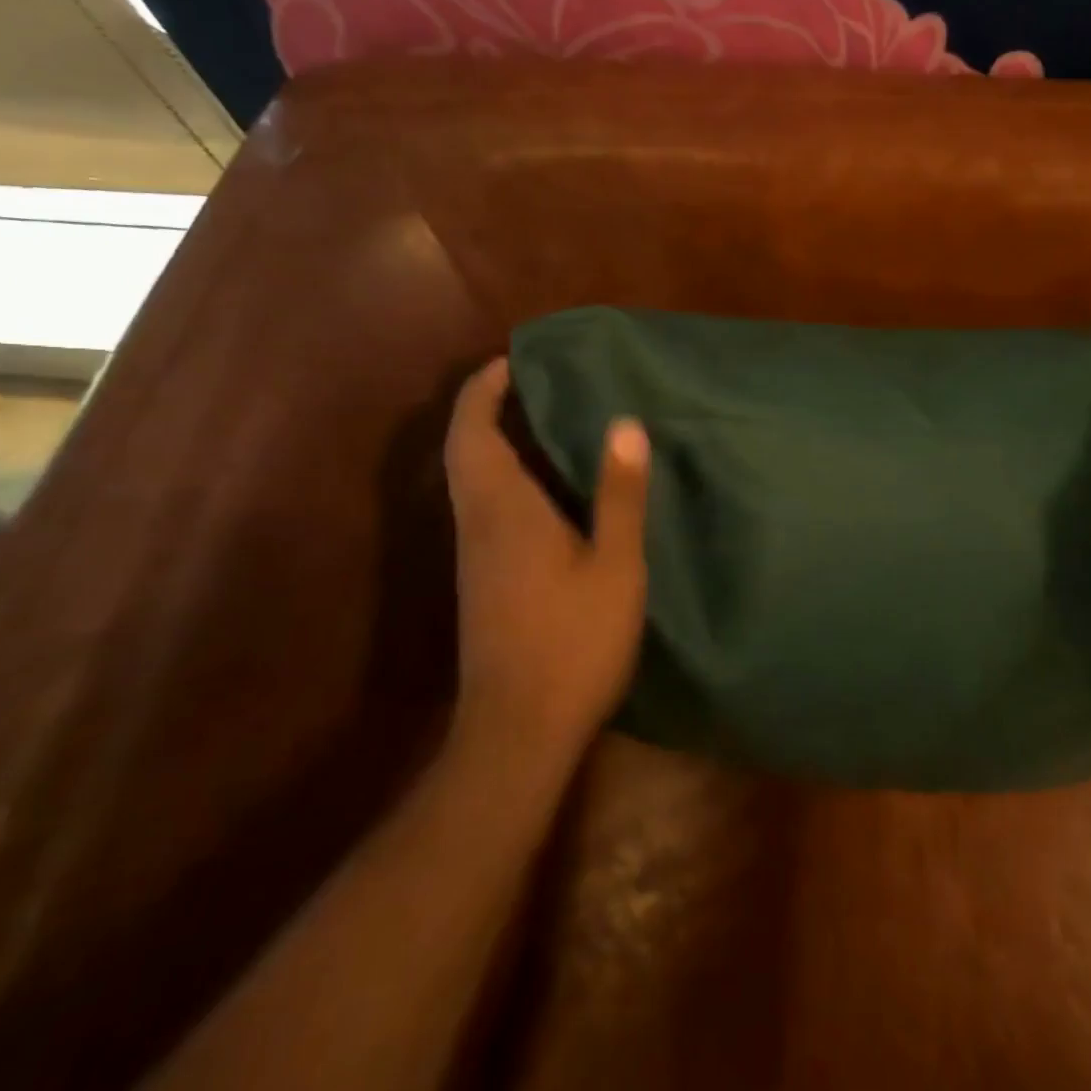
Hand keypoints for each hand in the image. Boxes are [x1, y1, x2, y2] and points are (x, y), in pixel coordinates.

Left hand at [443, 358, 649, 758]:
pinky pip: (483, 505)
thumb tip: (624, 423)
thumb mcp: (614, 565)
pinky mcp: (481, 578)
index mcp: (504, 509)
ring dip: (494, 440)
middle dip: (487, 407)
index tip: (513, 359)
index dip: (484, 389)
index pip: (474, 431)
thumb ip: (619, 493)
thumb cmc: (572, 642)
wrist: (517, 731)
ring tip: (545, 420)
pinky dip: (503, 475)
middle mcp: (477, 522)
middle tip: (534, 382)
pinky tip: (545, 487)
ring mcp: (474, 554)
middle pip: (465, 449)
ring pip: (470, 478)